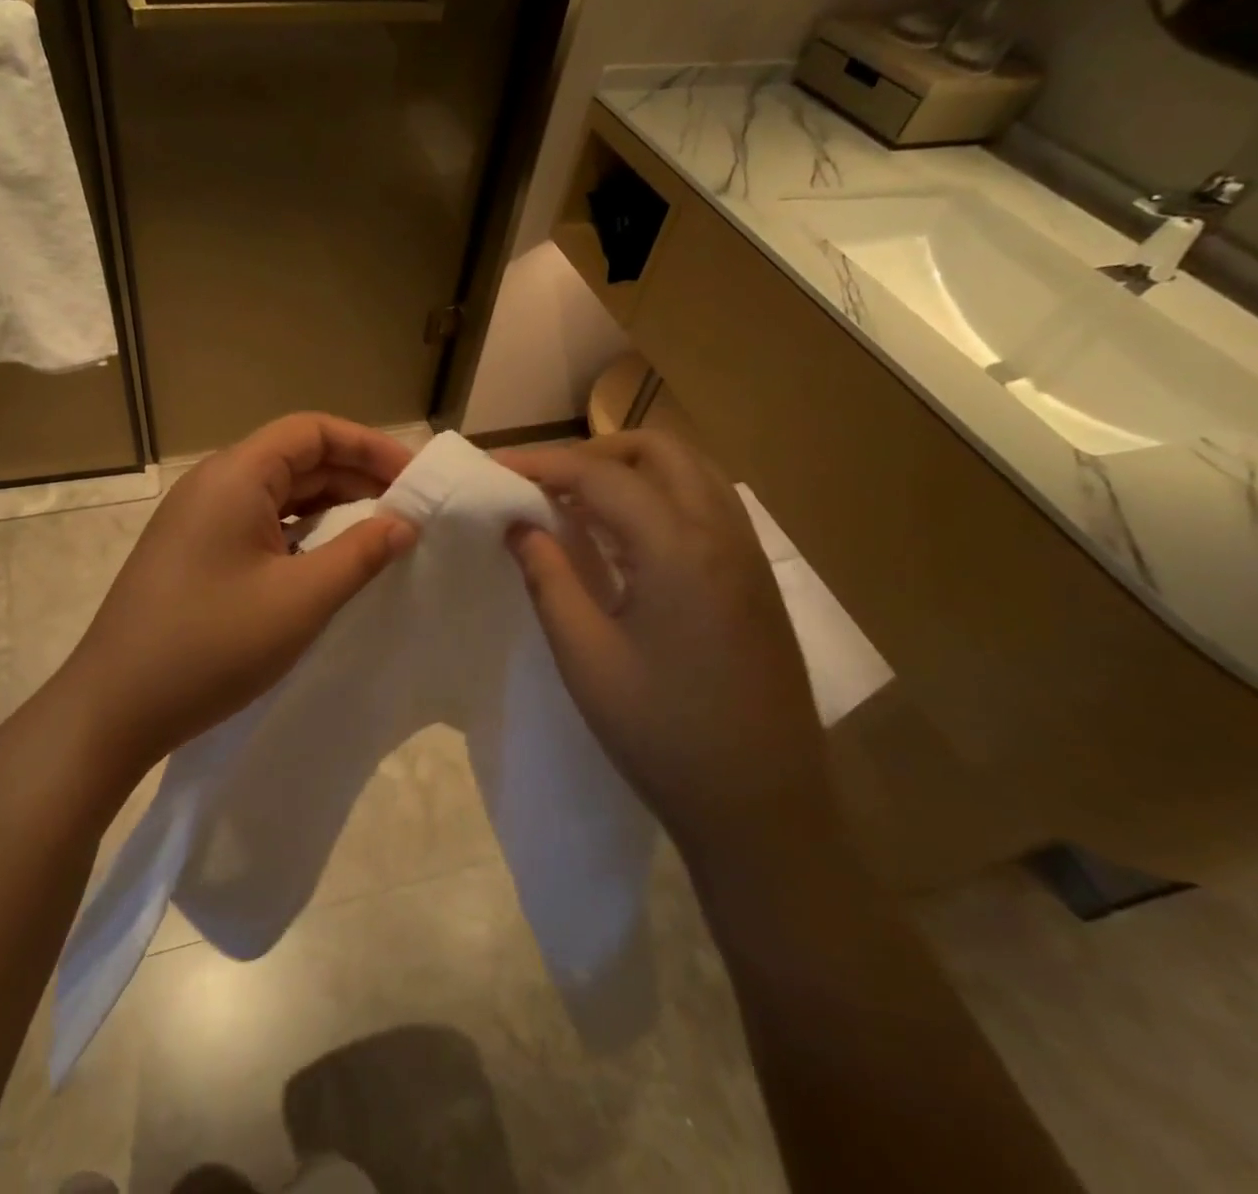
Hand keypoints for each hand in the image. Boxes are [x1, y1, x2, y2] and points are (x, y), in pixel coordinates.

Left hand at [61, 413, 417, 776]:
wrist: (114, 708)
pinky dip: (299, 529)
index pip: (312, 431)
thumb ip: (360, 554)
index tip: (414, 478)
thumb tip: (404, 523)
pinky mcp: (193, 552)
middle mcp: (213, 484)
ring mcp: (198, 519)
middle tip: (408, 506)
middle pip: (295, 457)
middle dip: (354, 474)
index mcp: (234, 476)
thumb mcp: (300, 600)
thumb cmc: (211, 646)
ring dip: (329, 503)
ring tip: (379, 527)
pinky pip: (257, 522)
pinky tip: (326, 556)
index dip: (368, 445)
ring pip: (276, 492)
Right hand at [500, 430, 840, 866]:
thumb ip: (549, 577)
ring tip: (577, 505)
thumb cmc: (662, 735)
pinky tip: (624, 539)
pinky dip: (658, 497)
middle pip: (658, 449)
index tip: (494, 467)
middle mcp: (722, 532)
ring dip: (629, 470)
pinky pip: (705, 505)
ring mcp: (748, 554)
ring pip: (689, 471)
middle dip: (593, 453)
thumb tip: (519, 523)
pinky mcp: (755, 579)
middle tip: (543, 483)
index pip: (600, 475)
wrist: (763, 808)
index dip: (541, 463)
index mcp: (679, 548)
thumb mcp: (586, 656)